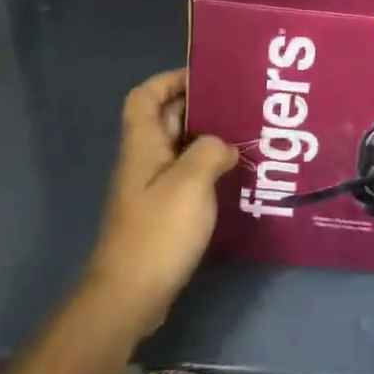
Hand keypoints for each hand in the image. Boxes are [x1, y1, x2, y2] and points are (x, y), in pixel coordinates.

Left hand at [80, 69, 237, 341]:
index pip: (146, 95)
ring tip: (244, 136)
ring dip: (207, 139)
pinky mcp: (161, 212)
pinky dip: (207, 169)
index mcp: (143, 143)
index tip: (207, 77)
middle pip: (166, 118)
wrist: (129, 295)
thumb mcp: (191, 183)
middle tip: (240, 104)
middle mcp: (144, 159)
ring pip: (179, 148)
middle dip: (200, 106)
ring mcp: (151, 187)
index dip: (171, 79)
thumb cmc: (158, 231)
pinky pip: (185, 176)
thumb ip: (210, 151)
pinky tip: (233, 177)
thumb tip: (223, 146)